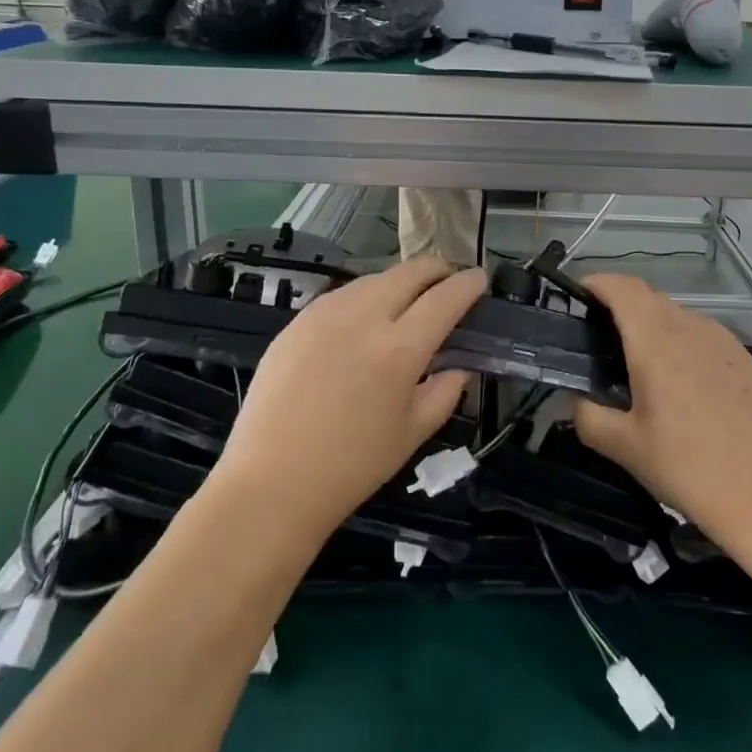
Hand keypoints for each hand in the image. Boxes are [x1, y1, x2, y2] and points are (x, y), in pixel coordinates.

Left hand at [209, 256, 487, 542]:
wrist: (271, 482)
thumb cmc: (351, 467)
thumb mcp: (412, 434)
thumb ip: (445, 392)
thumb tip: (460, 365)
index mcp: (399, 350)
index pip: (445, 299)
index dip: (468, 284)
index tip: (479, 279)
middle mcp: (363, 318)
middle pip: (409, 273)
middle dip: (436, 269)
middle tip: (448, 280)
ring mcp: (324, 315)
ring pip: (373, 279)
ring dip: (399, 281)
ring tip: (407, 299)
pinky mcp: (296, 322)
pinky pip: (341, 295)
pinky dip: (364, 296)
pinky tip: (364, 318)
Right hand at [572, 275, 751, 544]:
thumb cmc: (688, 468)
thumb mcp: (625, 448)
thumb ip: (588, 416)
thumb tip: (575, 400)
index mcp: (656, 341)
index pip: (622, 287)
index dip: (596, 283)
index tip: (577, 297)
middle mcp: (691, 328)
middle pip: (648, 297)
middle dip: (620, 306)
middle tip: (600, 339)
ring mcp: (724, 340)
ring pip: (678, 314)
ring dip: (653, 324)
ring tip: (641, 364)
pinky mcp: (747, 358)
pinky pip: (704, 334)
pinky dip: (682, 341)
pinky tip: (683, 383)